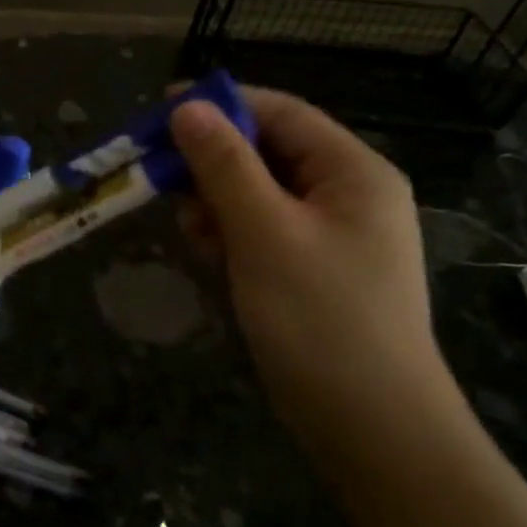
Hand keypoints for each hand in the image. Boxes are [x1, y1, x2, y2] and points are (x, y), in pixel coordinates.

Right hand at [170, 87, 446, 436]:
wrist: (368, 421)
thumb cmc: (319, 317)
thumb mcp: (264, 232)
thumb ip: (224, 166)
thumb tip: (187, 107)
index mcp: (352, 172)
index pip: (281, 113)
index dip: (220, 105)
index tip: (158, 112)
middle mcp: (345, 193)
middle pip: (265, 152)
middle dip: (212, 164)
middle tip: (163, 183)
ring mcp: (329, 233)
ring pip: (256, 192)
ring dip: (215, 202)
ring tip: (194, 233)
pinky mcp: (309, 267)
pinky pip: (260, 229)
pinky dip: (229, 234)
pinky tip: (211, 255)